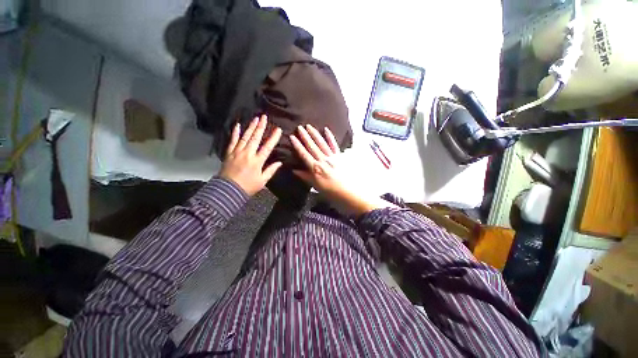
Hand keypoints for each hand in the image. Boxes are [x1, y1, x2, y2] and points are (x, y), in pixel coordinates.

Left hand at [219, 115, 282, 195]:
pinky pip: (232, 141)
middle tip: (264, 117)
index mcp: (257, 161)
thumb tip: (279, 162)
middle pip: (255, 138)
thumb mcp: (262, 181)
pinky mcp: (229, 153)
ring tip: (255, 118)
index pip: (267, 147)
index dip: (273, 138)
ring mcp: (237, 152)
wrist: (228, 190)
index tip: (278, 129)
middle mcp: (248, 154)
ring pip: (245, 137)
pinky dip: (235, 133)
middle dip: (260, 127)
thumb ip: (271, 170)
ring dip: (250, 127)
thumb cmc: (248, 187)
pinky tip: (237, 125)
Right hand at [290, 124, 394, 215]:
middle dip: (305, 137)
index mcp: (316, 168)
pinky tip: (326, 130)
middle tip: (299, 127)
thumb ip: (306, 177)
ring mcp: (332, 157)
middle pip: (313, 147)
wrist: (350, 193)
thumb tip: (294, 170)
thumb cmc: (332, 192)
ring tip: (309, 126)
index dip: (298, 146)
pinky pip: (334, 145)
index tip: (292, 137)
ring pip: (322, 144)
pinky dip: (330, 137)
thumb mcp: (316, 186)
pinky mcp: (340, 156)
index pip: (304, 155)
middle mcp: (323, 160)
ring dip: (315, 134)